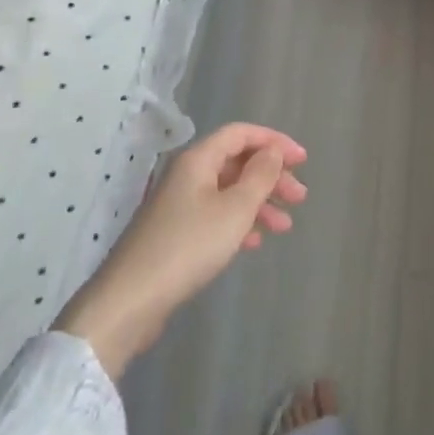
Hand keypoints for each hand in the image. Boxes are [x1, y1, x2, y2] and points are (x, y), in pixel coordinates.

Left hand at [56, 123, 306, 375]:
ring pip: (228, 191)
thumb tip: (272, 151)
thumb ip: (259, 176)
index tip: (303, 161)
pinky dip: (239, 222)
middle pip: (236, 162)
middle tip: (299, 198)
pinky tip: (254, 242)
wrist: (131, 300)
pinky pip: (215, 215)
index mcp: (198, 160)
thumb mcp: (235, 209)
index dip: (274, 141)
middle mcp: (187, 175)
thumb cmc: (189, 246)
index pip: (240, 134)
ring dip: (259, 203)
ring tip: (284, 226)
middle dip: (271, 176)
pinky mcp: (175, 232)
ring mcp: (179, 204)